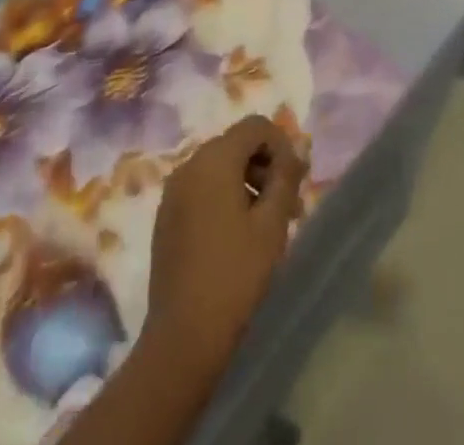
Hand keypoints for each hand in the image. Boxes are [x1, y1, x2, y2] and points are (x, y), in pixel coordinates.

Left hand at [145, 115, 306, 374]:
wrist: (183, 337)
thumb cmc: (235, 275)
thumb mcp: (272, 224)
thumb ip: (286, 178)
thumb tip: (297, 150)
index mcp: (214, 159)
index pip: (255, 126)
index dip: (281, 144)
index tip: (296, 182)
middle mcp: (189, 165)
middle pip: (236, 144)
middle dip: (266, 167)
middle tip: (289, 207)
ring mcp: (173, 191)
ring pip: (219, 168)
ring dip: (248, 183)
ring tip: (267, 226)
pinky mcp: (166, 217)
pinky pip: (202, 189)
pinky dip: (224, 198)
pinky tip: (238, 237)